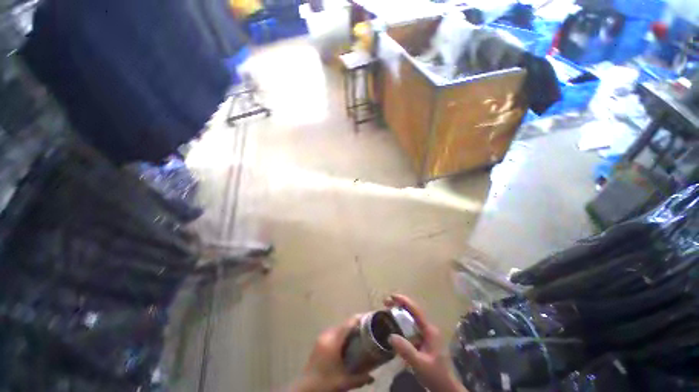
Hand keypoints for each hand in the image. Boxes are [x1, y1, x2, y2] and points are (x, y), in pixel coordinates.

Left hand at [291, 316, 373, 391]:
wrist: (305, 389)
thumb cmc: (325, 383)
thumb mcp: (344, 382)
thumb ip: (360, 378)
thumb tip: (372, 378)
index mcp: (333, 341)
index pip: (348, 324)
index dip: (358, 320)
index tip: (368, 319)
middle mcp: (327, 335)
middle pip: (343, 325)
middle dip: (354, 326)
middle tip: (365, 331)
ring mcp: (321, 338)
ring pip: (337, 329)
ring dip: (346, 331)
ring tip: (356, 337)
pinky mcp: (318, 342)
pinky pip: (332, 333)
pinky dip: (340, 335)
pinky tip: (344, 345)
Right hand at [385, 294, 467, 391]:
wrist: (446, 387)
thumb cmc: (435, 375)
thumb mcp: (419, 364)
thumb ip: (406, 350)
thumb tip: (390, 336)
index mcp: (429, 330)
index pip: (416, 310)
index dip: (403, 301)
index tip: (391, 296)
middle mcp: (429, 328)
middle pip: (413, 311)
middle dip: (400, 304)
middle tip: (386, 303)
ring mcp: (427, 333)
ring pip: (412, 317)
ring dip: (400, 311)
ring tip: (388, 309)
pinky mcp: (424, 340)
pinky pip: (412, 325)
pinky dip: (402, 321)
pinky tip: (395, 325)